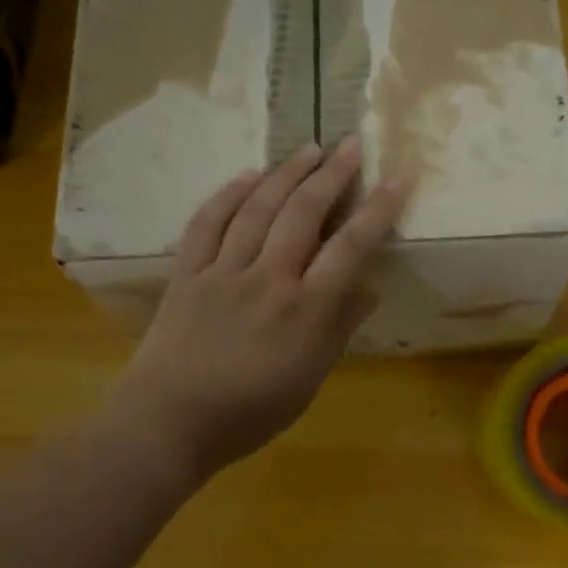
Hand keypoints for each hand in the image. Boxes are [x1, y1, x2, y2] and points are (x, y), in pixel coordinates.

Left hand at [105, 139, 408, 487]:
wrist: (171, 422)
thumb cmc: (249, 413)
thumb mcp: (308, 380)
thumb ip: (337, 330)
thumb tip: (366, 290)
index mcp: (305, 311)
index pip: (349, 248)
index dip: (377, 210)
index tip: (397, 178)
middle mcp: (267, 279)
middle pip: (303, 214)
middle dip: (331, 174)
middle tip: (350, 144)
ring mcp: (223, 272)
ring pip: (258, 209)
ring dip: (286, 174)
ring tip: (308, 149)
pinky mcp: (187, 274)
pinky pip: (207, 223)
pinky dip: (229, 195)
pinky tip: (247, 176)